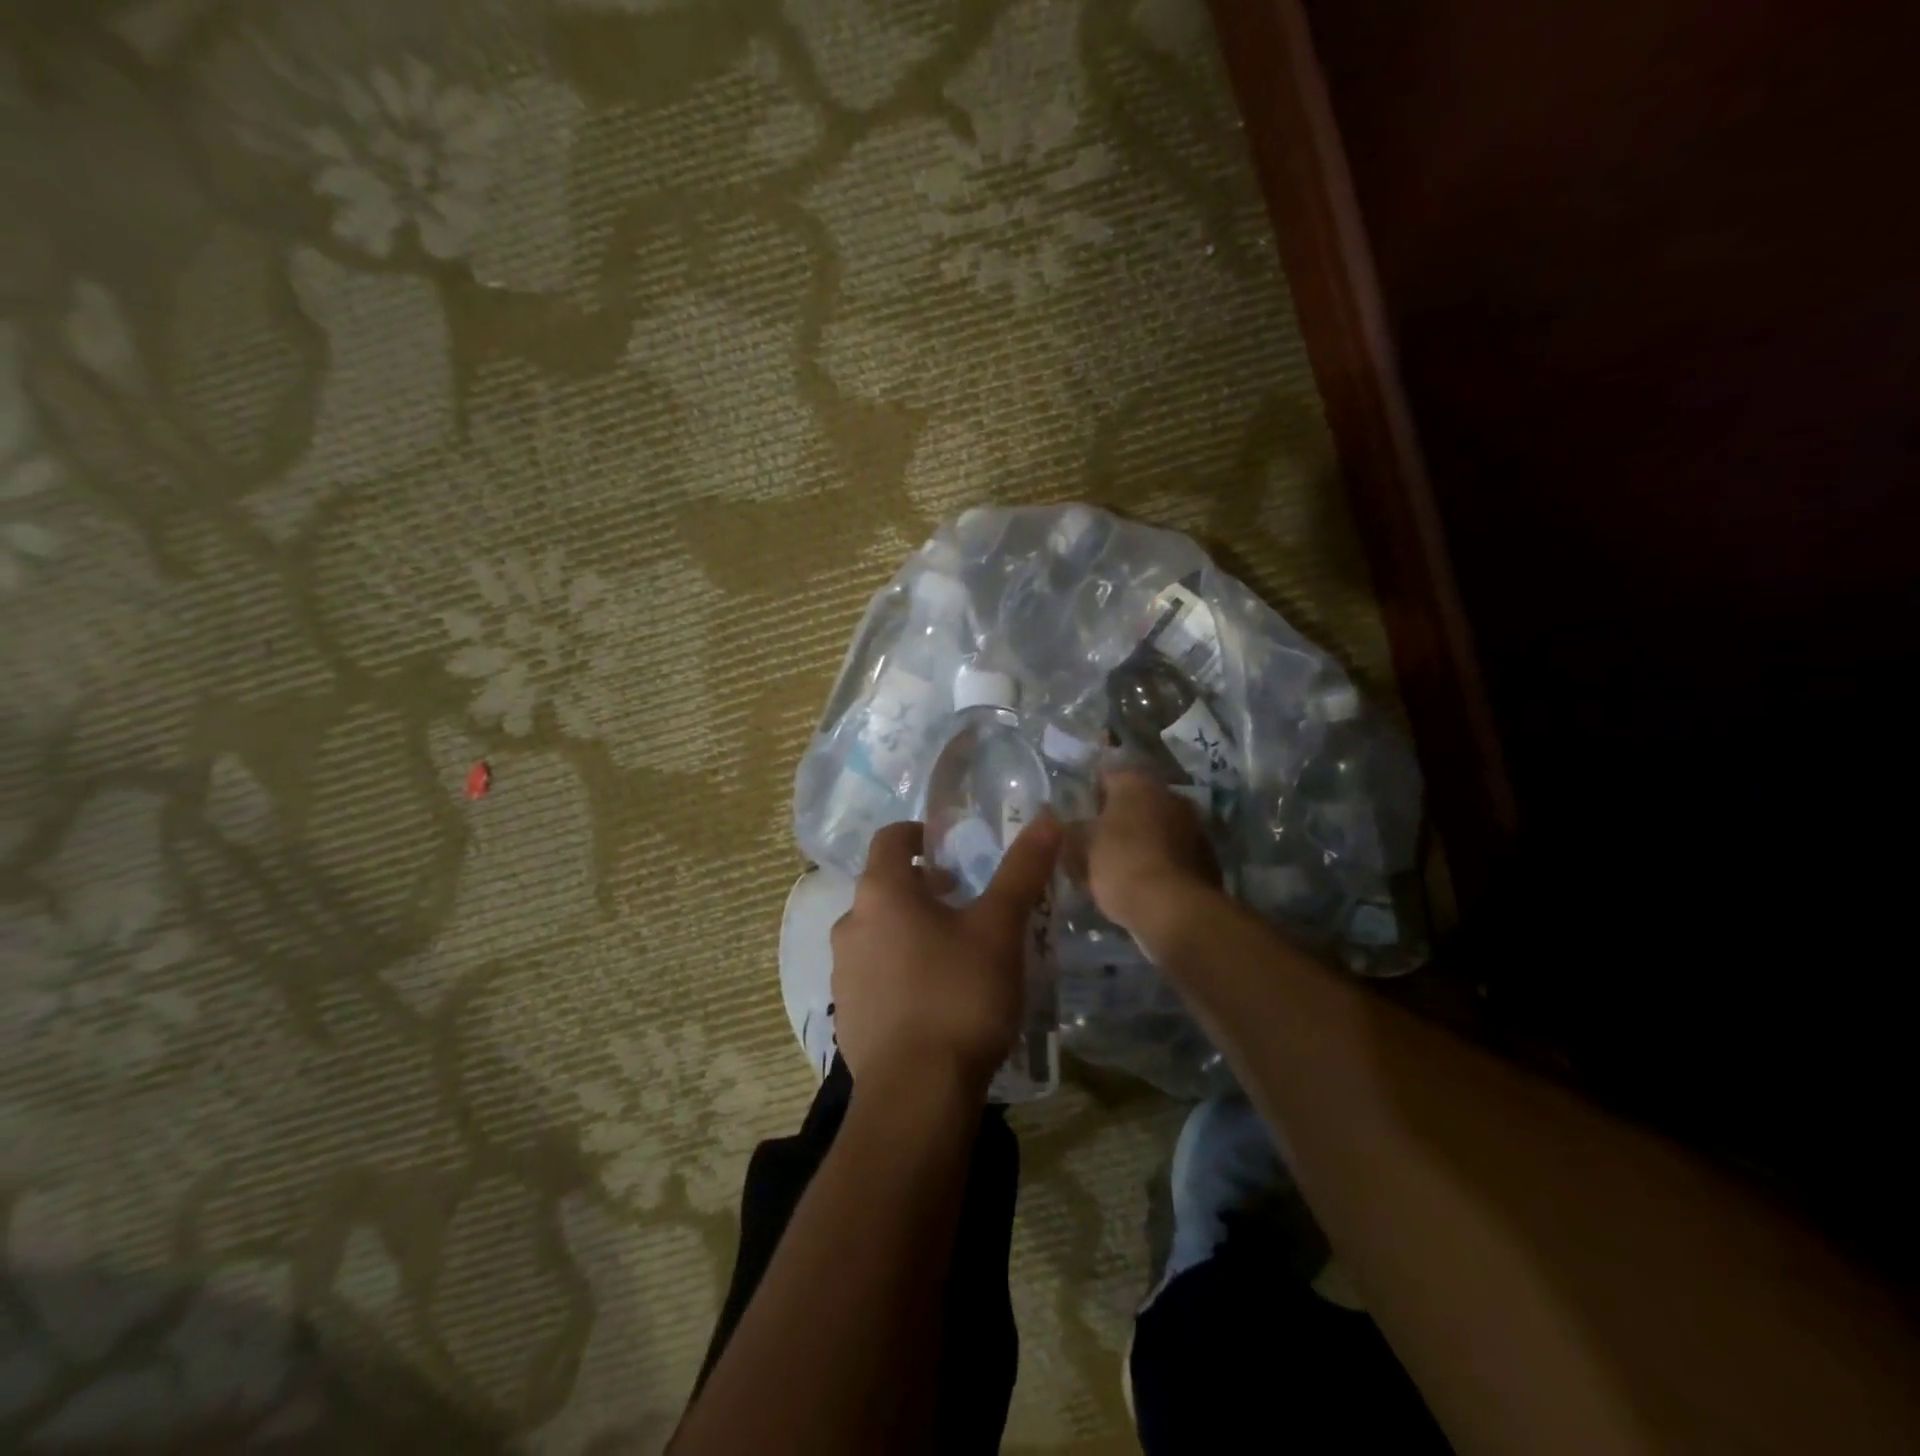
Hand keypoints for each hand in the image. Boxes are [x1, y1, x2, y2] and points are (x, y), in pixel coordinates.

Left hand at [831, 815, 1062, 1098]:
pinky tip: (934, 997)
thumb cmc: (959, 994)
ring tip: (954, 951)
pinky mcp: (846, 1014)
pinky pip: (873, 973)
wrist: (916, 1094)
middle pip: (884, 887)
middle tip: (964, 901)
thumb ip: (1022, 871)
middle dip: (922, 887)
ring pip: (877, 932)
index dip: (919, 834)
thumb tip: (1046, 818)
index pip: (890, 839)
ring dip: (910, 929)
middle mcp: (851, 924)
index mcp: (881, 893)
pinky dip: (899, 969)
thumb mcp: (1000, 928)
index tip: (949, 848)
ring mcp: (843, 972)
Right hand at [1087, 769, 1217, 941]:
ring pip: (1157, 827)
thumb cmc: (1120, 864)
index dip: (1088, 799)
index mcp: (1137, 782)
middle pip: (1135, 802)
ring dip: (1142, 840)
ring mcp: (1195, 824)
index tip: (1075, 821)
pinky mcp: (1208, 856)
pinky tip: (1146, 884)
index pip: (1105, 778)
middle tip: (1096, 845)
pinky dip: (1161, 861)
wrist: (1174, 909)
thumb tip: (1070, 825)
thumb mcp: (1080, 846)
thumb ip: (1072, 829)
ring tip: (1120, 868)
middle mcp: (1170, 793)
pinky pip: (1175, 852)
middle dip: (1117, 820)